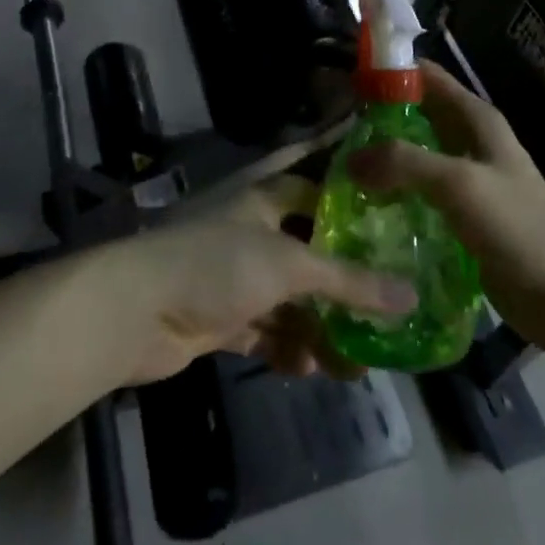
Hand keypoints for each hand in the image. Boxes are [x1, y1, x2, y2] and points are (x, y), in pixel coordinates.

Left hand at [102, 161, 414, 386]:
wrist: (134, 312)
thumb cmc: (216, 263)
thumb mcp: (289, 265)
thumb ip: (349, 280)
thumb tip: (410, 296)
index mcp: (263, 191)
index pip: (316, 175)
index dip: (351, 185)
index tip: (395, 199)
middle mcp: (251, 225)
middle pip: (309, 243)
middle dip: (345, 274)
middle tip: (392, 296)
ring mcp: (234, 271)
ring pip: (291, 293)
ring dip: (320, 323)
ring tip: (359, 358)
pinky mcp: (221, 313)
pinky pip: (267, 327)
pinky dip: (288, 345)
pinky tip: (313, 368)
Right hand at [348, 61, 544, 354]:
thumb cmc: (519, 227)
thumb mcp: (459, 183)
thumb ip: (403, 162)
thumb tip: (350, 160)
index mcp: (475, 119)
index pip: (424, 76)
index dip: (386, 71)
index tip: (342, 80)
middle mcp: (468, 141)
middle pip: (414, 115)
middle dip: (374, 119)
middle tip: (328, 132)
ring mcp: (464, 180)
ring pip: (412, 157)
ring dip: (380, 160)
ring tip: (335, 170)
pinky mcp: (459, 217)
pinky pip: (416, 195)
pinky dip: (391, 194)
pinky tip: (362, 208)